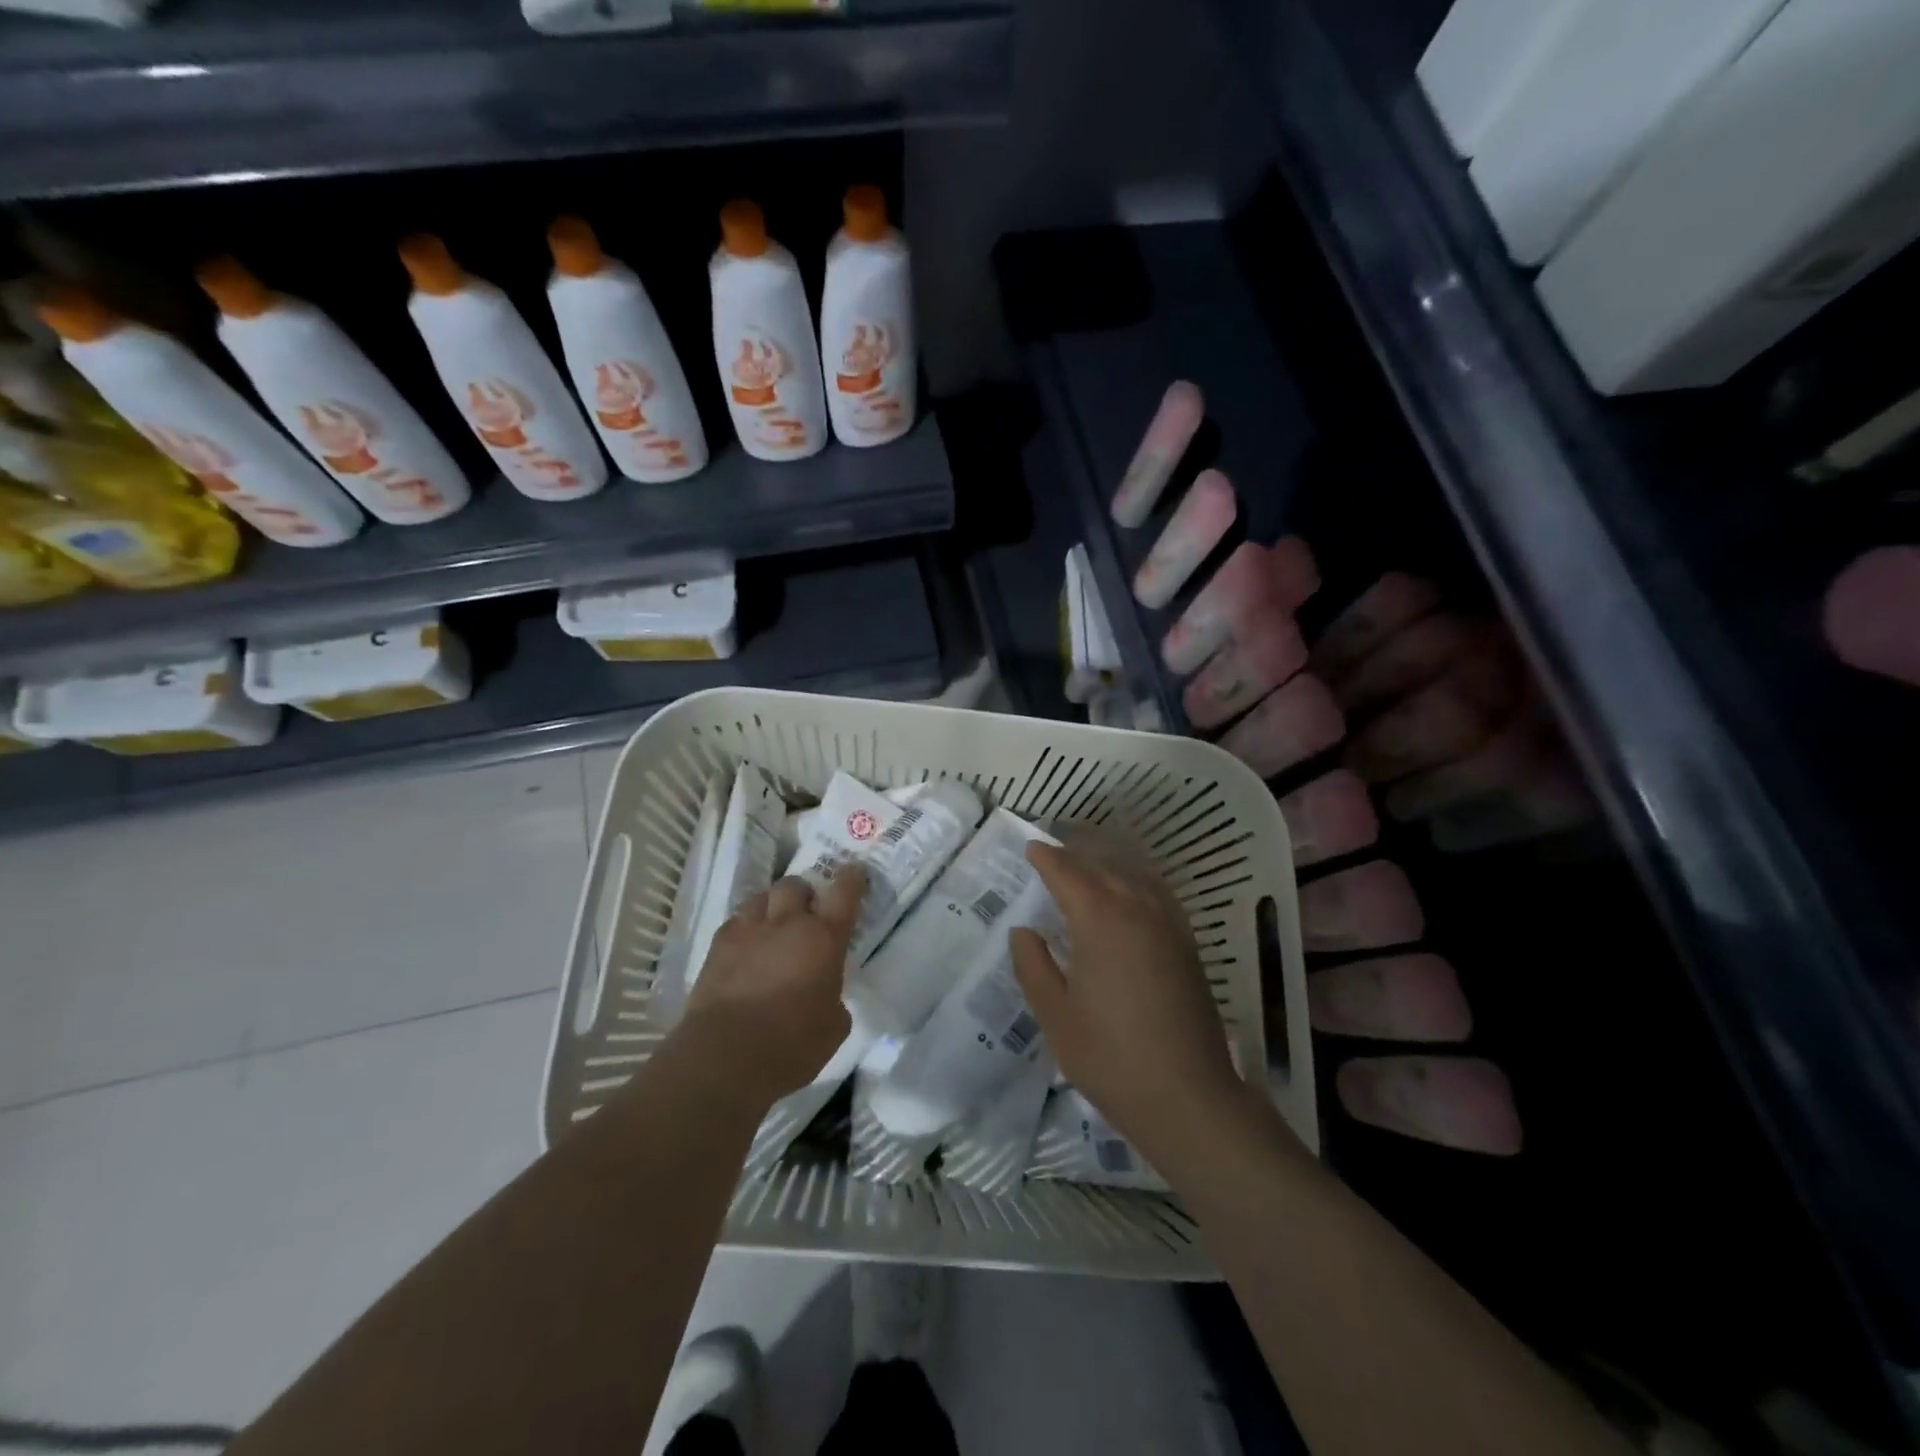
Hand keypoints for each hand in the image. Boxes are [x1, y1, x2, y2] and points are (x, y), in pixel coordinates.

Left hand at [680, 867, 865, 1106]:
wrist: (725, 1057)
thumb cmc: (791, 1045)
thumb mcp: (834, 1028)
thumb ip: (835, 1001)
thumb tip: (828, 997)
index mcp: (824, 939)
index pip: (844, 893)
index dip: (852, 878)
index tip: (855, 871)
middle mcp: (787, 924)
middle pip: (794, 884)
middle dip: (803, 893)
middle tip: (806, 911)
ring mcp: (748, 931)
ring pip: (761, 897)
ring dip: (771, 905)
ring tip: (773, 924)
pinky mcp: (717, 946)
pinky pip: (735, 921)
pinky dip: (744, 927)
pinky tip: (746, 946)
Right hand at [1009, 842, 1244, 1164]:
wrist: (1189, 1097)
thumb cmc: (1111, 1057)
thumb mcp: (1055, 1015)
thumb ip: (1033, 965)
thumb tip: (1023, 931)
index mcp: (1099, 918)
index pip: (1066, 871)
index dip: (1045, 856)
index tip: (1029, 846)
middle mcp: (1136, 906)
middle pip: (1100, 865)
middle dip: (1073, 854)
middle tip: (1049, 852)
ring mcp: (1168, 922)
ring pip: (1131, 873)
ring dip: (1104, 862)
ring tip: (1083, 863)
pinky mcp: (1186, 941)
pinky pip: (1155, 891)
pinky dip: (1133, 879)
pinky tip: (1126, 893)